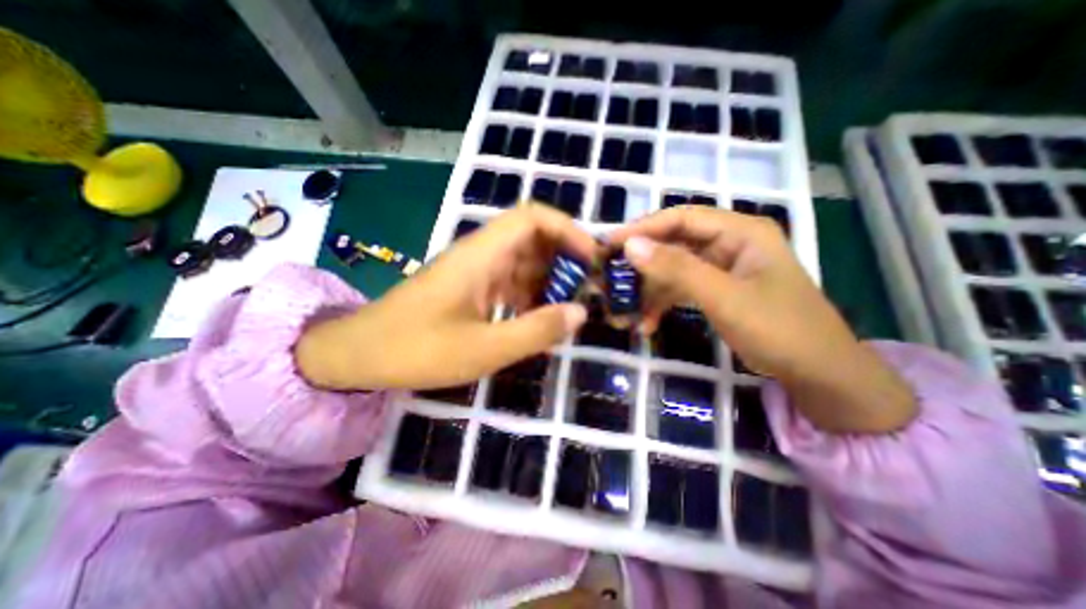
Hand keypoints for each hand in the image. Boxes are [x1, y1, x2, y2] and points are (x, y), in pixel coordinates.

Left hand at [296, 205, 592, 389]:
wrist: (360, 355)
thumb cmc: (417, 350)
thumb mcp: (483, 349)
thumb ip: (535, 331)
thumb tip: (580, 313)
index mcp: (481, 256)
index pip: (531, 217)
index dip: (567, 229)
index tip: (592, 258)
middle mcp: (481, 254)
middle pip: (532, 238)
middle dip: (565, 257)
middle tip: (589, 288)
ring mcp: (475, 271)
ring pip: (523, 261)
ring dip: (550, 279)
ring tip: (572, 305)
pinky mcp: (471, 288)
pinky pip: (510, 282)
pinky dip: (531, 295)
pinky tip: (541, 317)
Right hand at [611, 208, 913, 435]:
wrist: (818, 374)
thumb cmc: (778, 329)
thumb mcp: (724, 297)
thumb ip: (677, 269)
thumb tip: (630, 245)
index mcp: (740, 232)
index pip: (681, 218)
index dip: (643, 228)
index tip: (610, 244)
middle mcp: (729, 243)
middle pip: (674, 243)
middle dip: (642, 263)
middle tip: (611, 277)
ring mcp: (722, 268)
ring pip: (674, 268)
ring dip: (649, 288)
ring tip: (624, 308)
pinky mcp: (716, 289)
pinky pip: (681, 288)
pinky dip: (662, 303)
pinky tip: (647, 323)